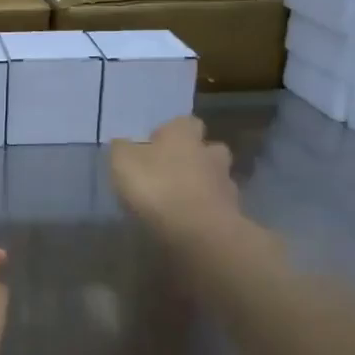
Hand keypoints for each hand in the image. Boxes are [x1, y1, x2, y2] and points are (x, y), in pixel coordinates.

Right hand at [109, 115, 247, 250]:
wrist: (199, 232)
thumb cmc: (158, 187)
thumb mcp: (123, 163)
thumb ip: (122, 149)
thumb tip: (122, 144)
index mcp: (184, 135)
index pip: (184, 122)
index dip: (170, 132)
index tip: (154, 145)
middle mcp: (209, 154)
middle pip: (208, 149)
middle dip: (194, 157)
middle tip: (171, 172)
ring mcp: (225, 185)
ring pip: (215, 178)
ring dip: (202, 185)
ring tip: (179, 201)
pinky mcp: (232, 215)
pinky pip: (217, 207)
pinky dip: (205, 211)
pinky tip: (188, 222)